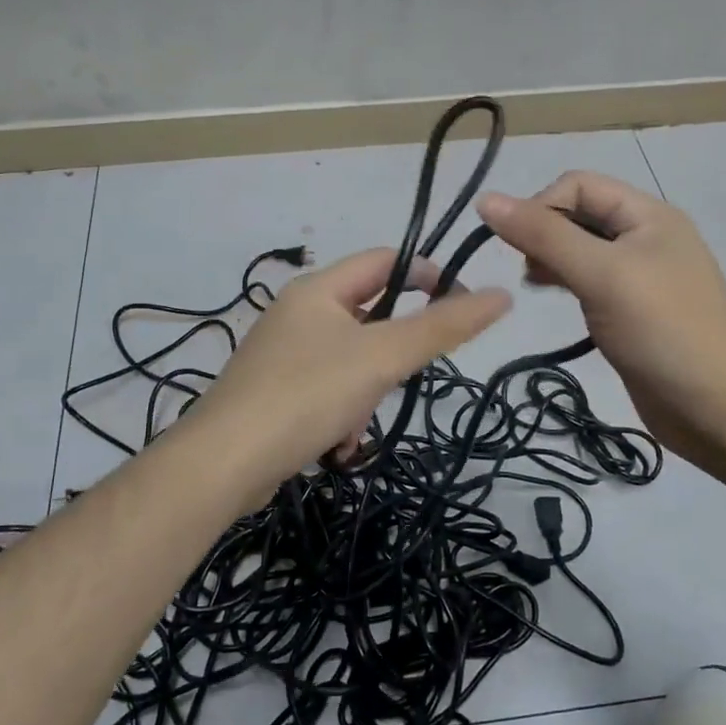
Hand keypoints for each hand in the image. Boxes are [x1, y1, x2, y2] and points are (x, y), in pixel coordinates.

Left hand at [185, 247, 511, 497]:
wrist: (223, 464)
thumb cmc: (307, 395)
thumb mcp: (383, 358)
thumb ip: (442, 327)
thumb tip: (502, 295)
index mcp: (318, 289)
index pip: (385, 260)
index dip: (428, 275)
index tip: (460, 309)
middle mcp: (297, 313)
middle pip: (370, 316)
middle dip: (391, 355)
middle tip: (399, 381)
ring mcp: (282, 355)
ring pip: (351, 363)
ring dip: (365, 396)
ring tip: (354, 427)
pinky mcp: (274, 394)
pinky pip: (326, 393)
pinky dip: (340, 417)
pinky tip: (335, 448)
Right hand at [476, 172, 725, 472]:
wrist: (719, 408)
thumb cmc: (663, 330)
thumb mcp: (601, 274)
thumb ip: (544, 235)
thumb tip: (486, 199)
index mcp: (648, 215)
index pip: (579, 184)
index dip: (541, 205)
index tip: (518, 246)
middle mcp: (643, 237)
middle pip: (578, 214)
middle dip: (543, 232)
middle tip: (527, 270)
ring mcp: (638, 277)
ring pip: (580, 250)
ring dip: (550, 258)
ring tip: (532, 284)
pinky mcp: (630, 311)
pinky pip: (588, 282)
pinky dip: (564, 282)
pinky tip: (551, 299)